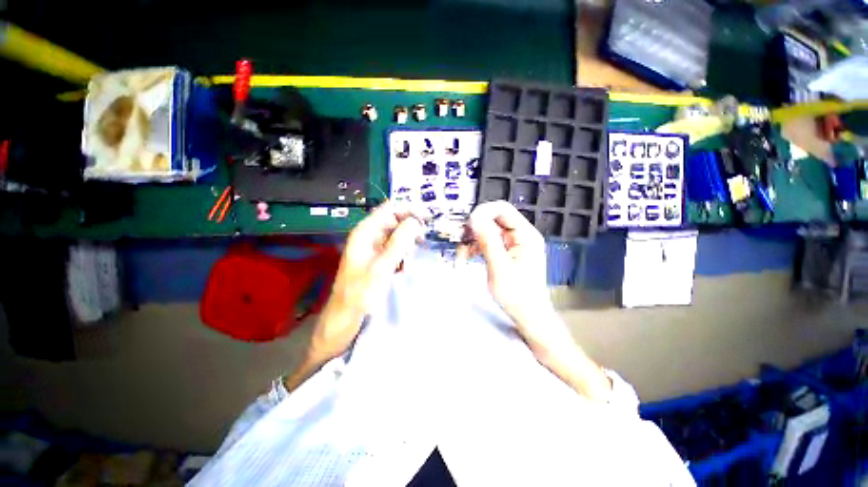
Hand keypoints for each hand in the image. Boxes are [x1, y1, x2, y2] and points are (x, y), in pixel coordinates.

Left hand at [311, 202, 424, 358]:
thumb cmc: (360, 292)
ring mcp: (374, 247)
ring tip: (409, 261)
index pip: (390, 208)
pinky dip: (403, 255)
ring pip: (398, 235)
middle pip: (395, 221)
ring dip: (407, 244)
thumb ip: (399, 243)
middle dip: (410, 229)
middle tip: (423, 241)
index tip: (427, 218)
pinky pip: (395, 249)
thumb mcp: (382, 267)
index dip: (409, 209)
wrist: (345, 317)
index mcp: (366, 231)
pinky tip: (404, 267)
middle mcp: (370, 235)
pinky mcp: (378, 259)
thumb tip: (416, 221)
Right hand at [465, 200, 553, 331]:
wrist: (528, 316)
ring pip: (487, 232)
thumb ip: (488, 241)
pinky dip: (475, 249)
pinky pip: (487, 243)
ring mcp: (512, 244)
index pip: (502, 210)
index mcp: (525, 235)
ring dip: (471, 241)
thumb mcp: (499, 268)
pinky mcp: (505, 253)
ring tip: (461, 257)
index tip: (467, 226)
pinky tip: (466, 259)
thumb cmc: (517, 295)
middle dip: (474, 229)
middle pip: (493, 220)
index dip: (483, 212)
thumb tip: (474, 217)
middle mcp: (520, 235)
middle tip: (459, 242)